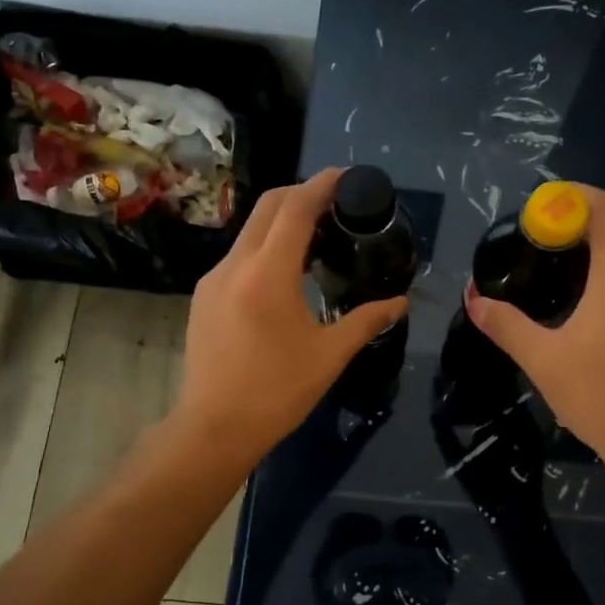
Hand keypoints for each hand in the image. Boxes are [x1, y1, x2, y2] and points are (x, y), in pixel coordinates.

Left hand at [174, 169, 407, 465]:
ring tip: (316, 239)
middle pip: (268, 208)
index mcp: (267, 274)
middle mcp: (234, 265)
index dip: (321, 185)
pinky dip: (265, 249)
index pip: (294, 209)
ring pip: (250, 232)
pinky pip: (238, 256)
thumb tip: (400, 303)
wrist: (214, 428)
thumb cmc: (277, 392)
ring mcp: (213, 280)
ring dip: (282, 223)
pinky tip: (286, 274)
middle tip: (336, 203)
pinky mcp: (203, 298)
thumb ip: (366, 321)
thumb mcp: (329, 356)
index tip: (347, 176)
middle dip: (301, 195)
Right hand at [465, 185, 604, 469]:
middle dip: (575, 235)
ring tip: (555, 287)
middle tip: (536, 253)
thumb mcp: (542, 359)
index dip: (572, 197)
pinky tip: (586, 319)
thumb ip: (505, 324)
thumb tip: (473, 299)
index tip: (540, 210)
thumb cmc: (599, 393)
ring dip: (594, 264)